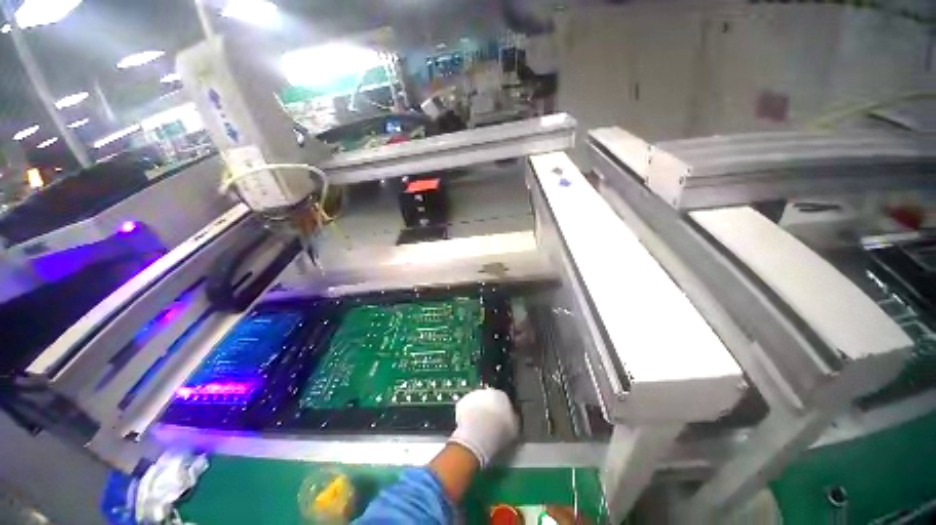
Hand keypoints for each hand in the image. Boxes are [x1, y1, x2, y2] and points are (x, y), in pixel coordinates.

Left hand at [448, 388, 518, 466]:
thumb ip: (515, 418)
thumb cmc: (500, 431)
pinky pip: (466, 408)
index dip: (502, 411)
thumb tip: (514, 415)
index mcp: (502, 395)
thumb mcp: (515, 428)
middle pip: (489, 399)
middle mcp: (488, 391)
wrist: (478, 433)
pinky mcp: (462, 402)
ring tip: (478, 426)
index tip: (501, 421)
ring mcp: (473, 395)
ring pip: (477, 402)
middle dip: (489, 409)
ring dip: (478, 410)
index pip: (503, 400)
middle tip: (489, 423)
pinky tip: (469, 426)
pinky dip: (467, 414)